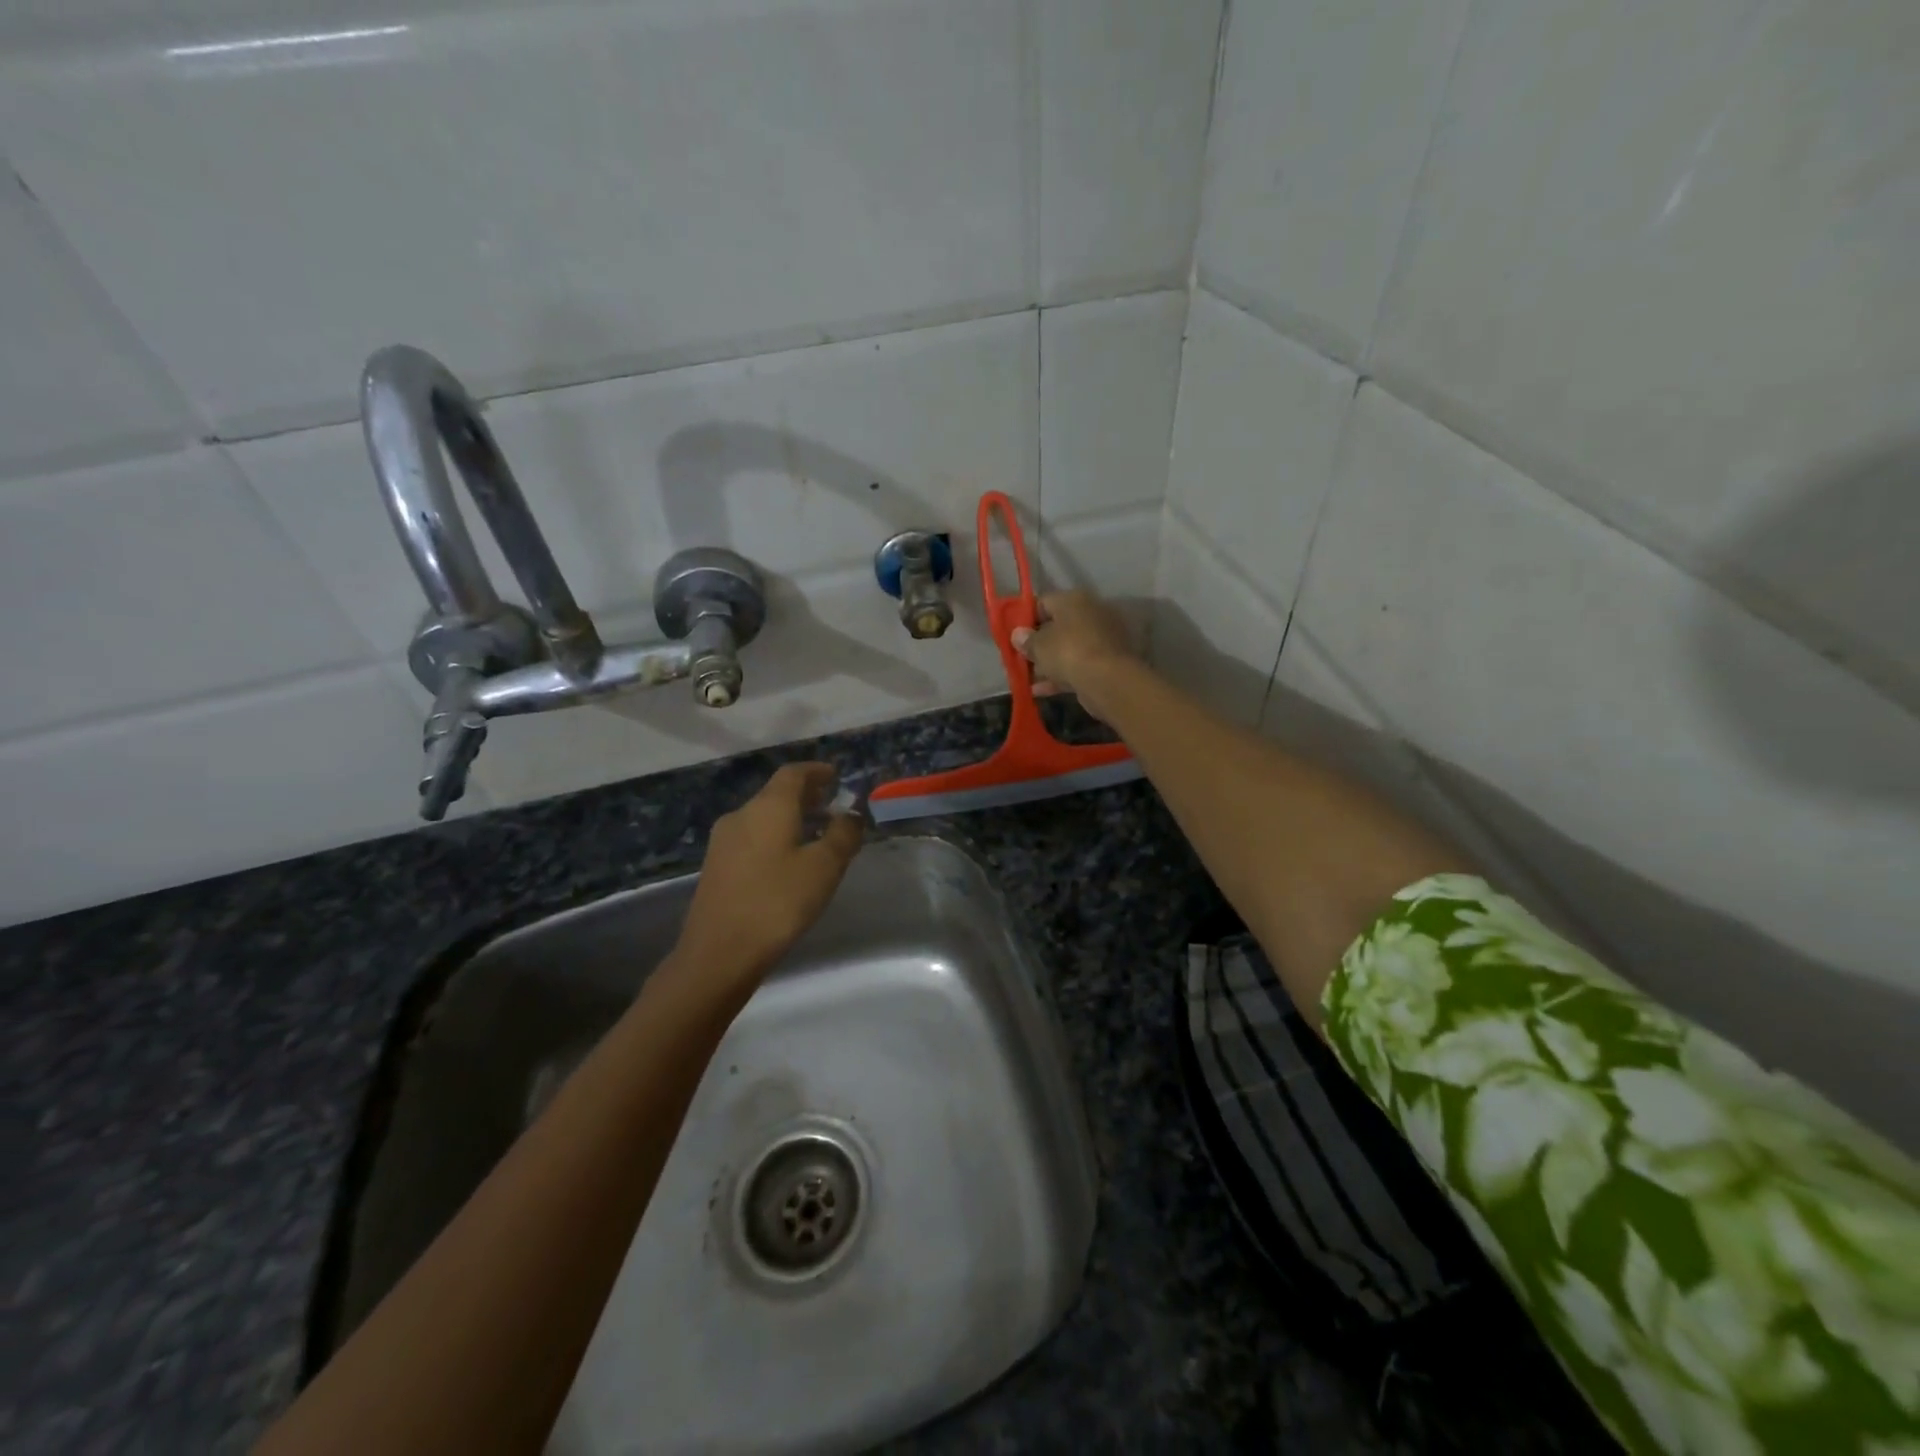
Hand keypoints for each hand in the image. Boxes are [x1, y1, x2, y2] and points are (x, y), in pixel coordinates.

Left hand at [665, 763, 863, 999]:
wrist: (718, 953)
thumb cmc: (777, 902)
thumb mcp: (824, 868)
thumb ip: (842, 835)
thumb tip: (851, 814)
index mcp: (768, 807)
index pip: (793, 773)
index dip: (817, 771)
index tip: (836, 776)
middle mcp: (741, 815)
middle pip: (776, 793)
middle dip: (806, 795)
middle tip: (832, 805)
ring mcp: (723, 841)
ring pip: (763, 816)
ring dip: (790, 818)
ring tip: (815, 834)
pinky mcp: (716, 866)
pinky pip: (752, 837)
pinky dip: (774, 836)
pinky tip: (788, 860)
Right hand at [1010, 590, 1138, 720]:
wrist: (1108, 680)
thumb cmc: (1068, 652)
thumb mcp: (1039, 645)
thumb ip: (1026, 640)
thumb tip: (1018, 635)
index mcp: (1073, 600)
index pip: (1043, 602)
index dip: (1025, 619)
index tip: (1014, 636)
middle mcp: (1090, 613)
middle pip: (1056, 627)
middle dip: (1038, 644)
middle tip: (1020, 658)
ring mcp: (1101, 639)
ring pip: (1067, 649)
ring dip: (1047, 663)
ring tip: (1026, 678)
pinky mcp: (1106, 663)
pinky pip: (1077, 666)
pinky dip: (1060, 676)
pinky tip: (1039, 691)